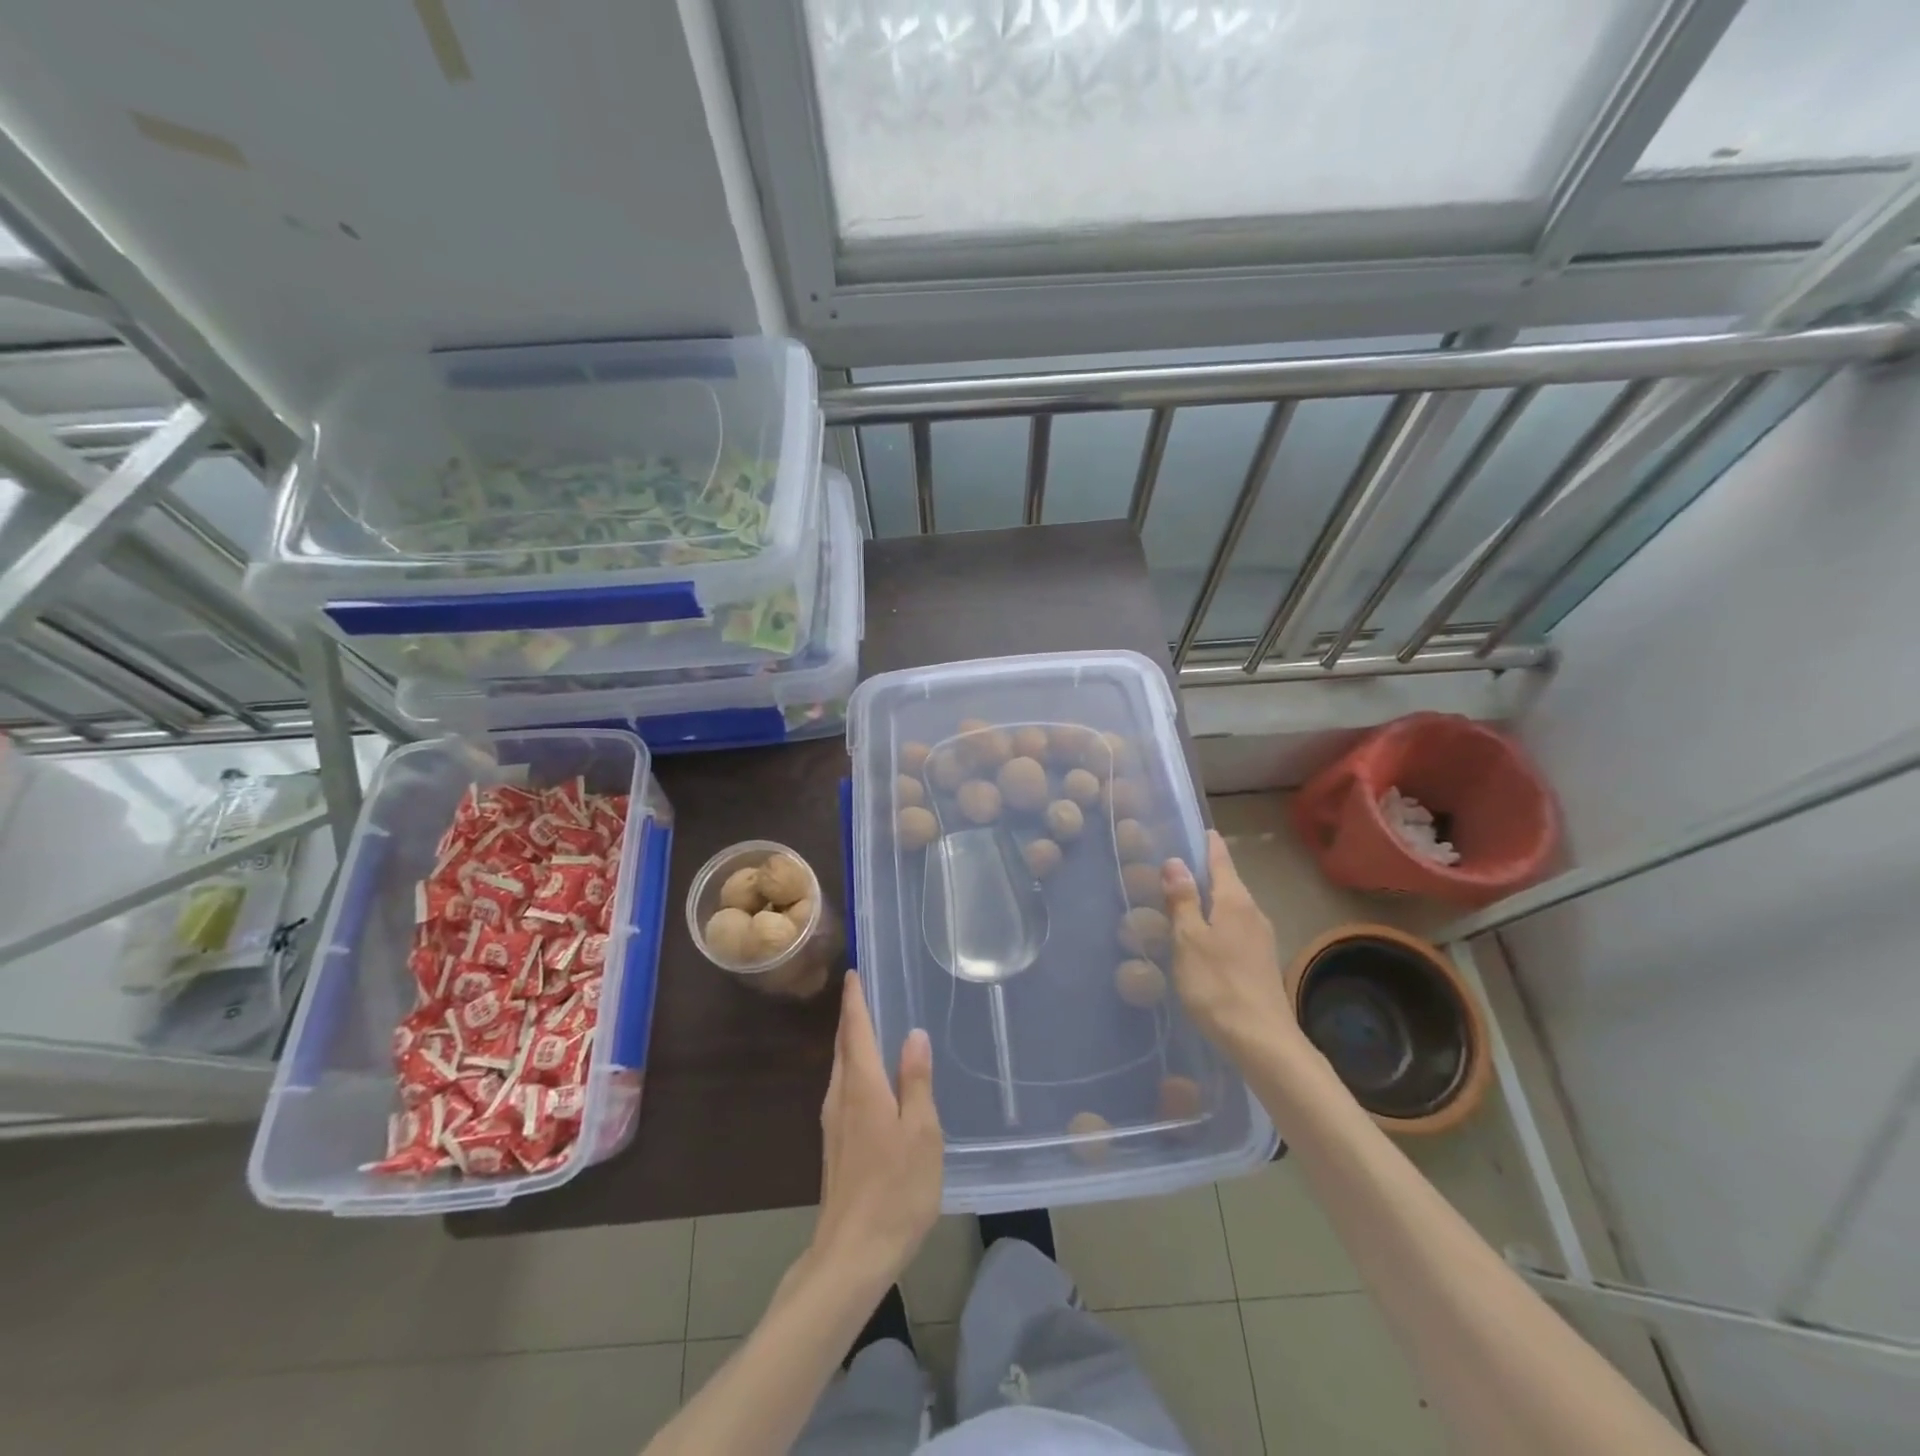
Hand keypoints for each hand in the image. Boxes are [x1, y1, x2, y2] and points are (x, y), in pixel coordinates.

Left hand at [810, 972, 943, 1291]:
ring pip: (842, 1068)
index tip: (854, 973)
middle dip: (852, 1016)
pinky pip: (844, 1089)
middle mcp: (841, 1097)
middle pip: (844, 1046)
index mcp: (862, 1086)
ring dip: (853, 1042)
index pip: (856, 1029)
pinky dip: (855, 1068)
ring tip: (872, 1025)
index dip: (855, 1000)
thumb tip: (914, 1033)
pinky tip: (872, 1078)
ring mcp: (834, 1123)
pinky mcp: (836, 1145)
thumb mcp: (921, 1132)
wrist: (852, 1255)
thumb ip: (916, 1080)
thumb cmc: (895, 1190)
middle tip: (866, 990)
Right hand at [1162, 830, 1302, 1057]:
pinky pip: (1234, 930)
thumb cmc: (1218, 985)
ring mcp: (1260, 940)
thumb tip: (1175, 861)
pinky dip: (1215, 924)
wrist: (1262, 1041)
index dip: (1208, 844)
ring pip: (1231, 908)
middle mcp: (1253, 913)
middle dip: (1204, 873)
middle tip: (1174, 866)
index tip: (1198, 828)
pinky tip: (1200, 939)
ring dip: (1209, 901)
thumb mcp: (1189, 940)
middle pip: (1227, 883)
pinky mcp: (1260, 963)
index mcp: (1235, 901)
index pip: (1221, 860)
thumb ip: (1182, 900)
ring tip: (1181, 901)